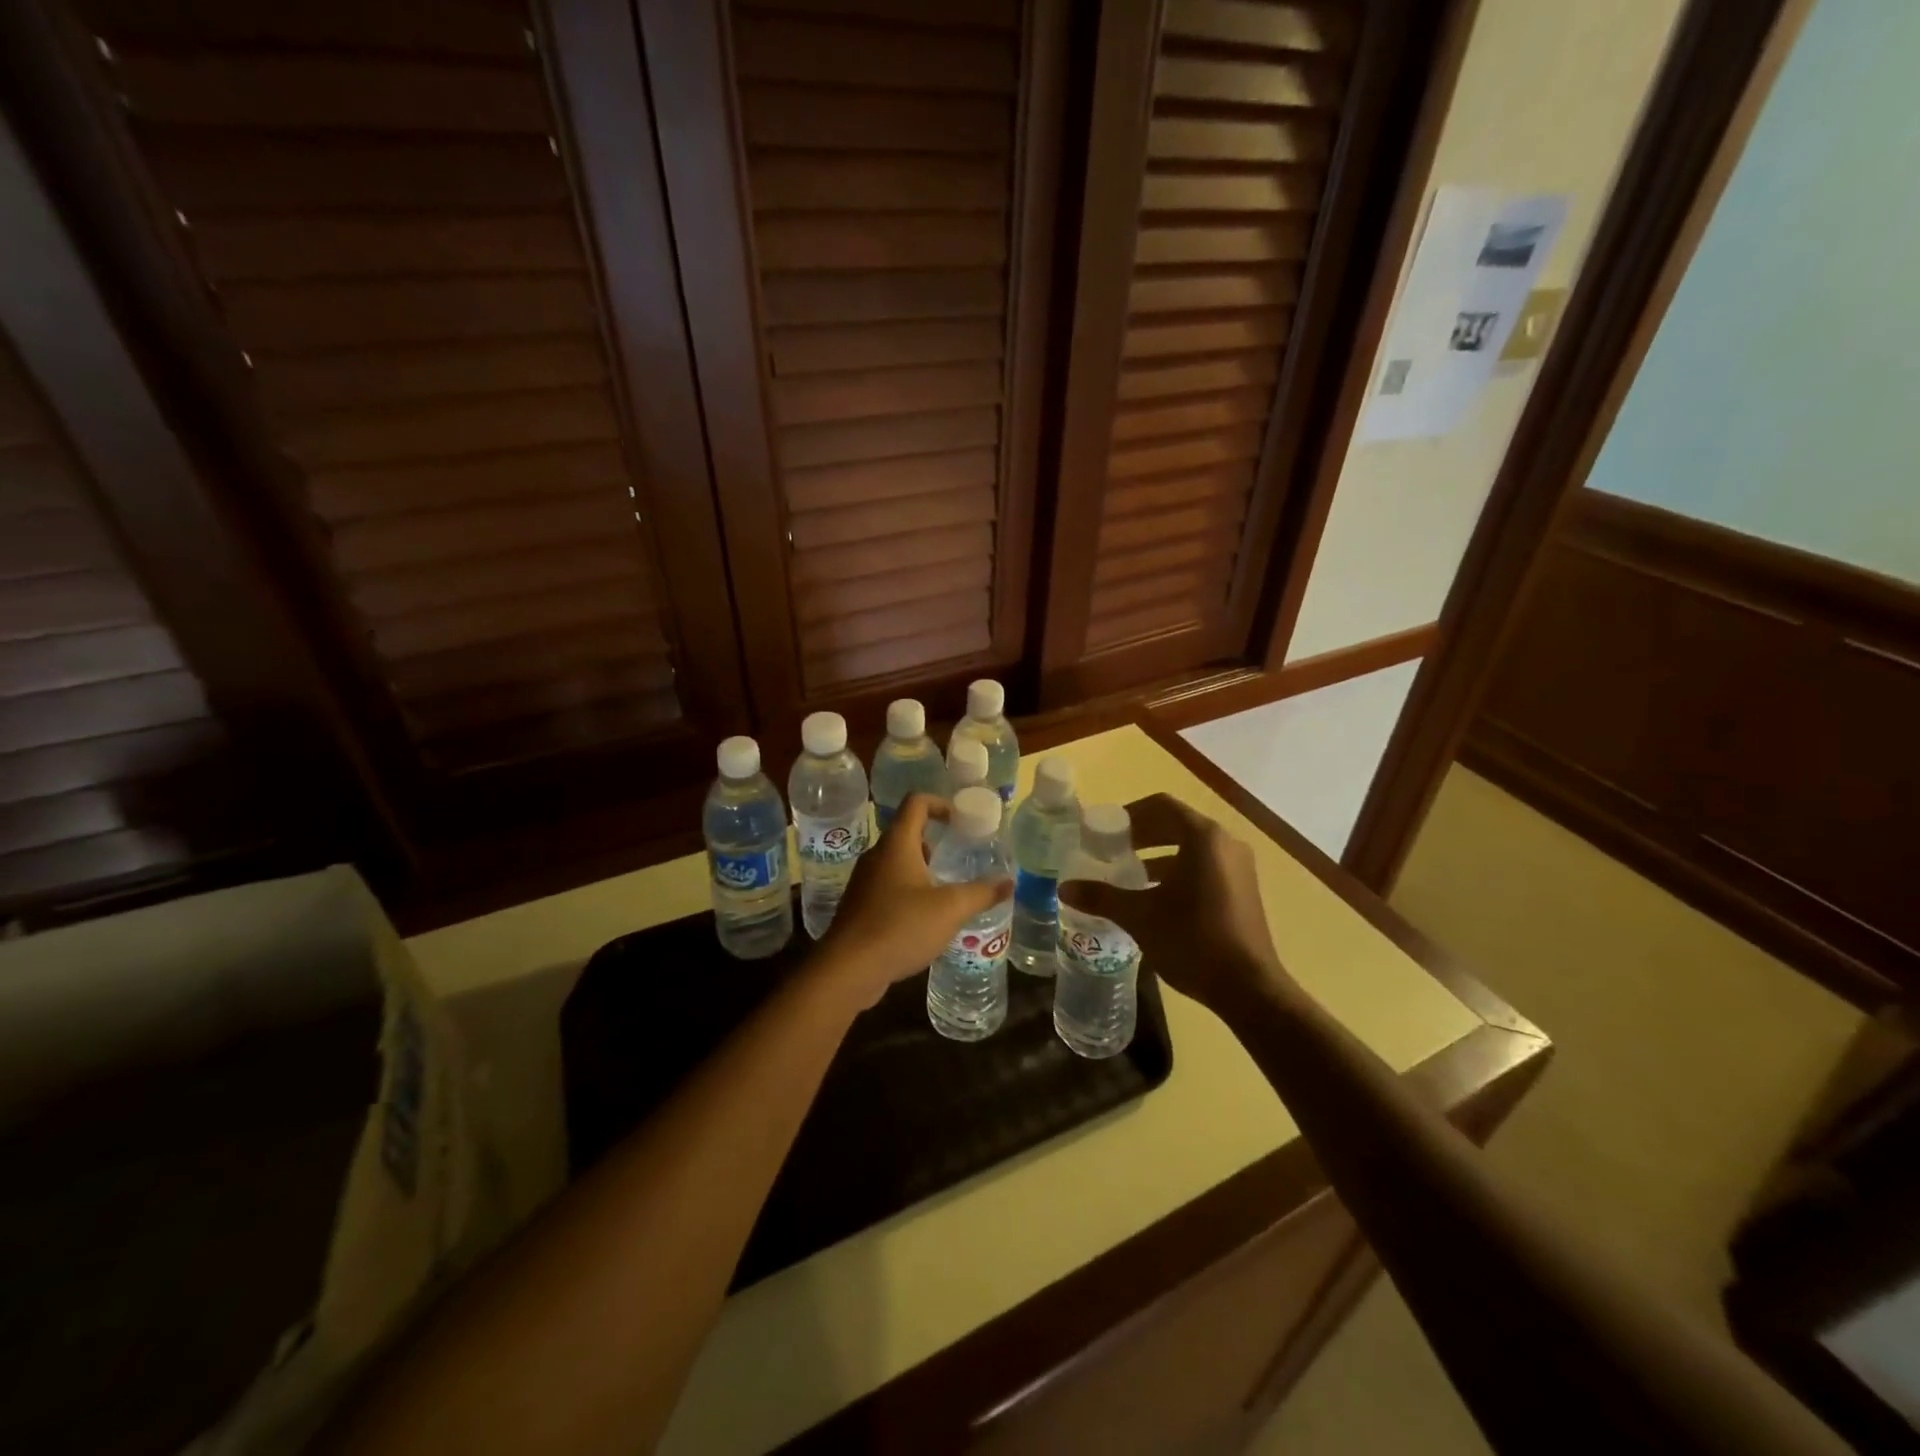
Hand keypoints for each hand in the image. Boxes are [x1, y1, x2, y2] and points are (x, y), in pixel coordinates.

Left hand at [811, 793, 1010, 1009]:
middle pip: (906, 833)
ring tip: (947, 890)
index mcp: (897, 845)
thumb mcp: (950, 909)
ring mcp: (864, 882)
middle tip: (959, 856)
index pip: (916, 803)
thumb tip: (1009, 882)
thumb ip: (981, 893)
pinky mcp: (860, 907)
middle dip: (935, 840)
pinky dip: (908, 891)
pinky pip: (888, 887)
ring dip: (922, 869)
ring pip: (897, 862)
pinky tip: (924, 918)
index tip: (961, 820)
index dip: (940, 804)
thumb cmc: (900, 927)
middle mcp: (877, 856)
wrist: (848, 969)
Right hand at [1058, 793, 1291, 1020]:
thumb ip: (1101, 896)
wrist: (1249, 988)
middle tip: (1110, 850)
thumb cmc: (1192, 940)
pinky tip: (1154, 897)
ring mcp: (1239, 867)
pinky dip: (1177, 871)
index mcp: (1203, 838)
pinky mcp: (1243, 890)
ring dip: (1158, 854)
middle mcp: (1225, 843)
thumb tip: (1063, 888)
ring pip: (1191, 847)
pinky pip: (1205, 866)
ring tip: (1127, 874)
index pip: (1161, 806)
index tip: (1105, 831)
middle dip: (1141, 834)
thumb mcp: (1140, 916)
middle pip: (1176, 823)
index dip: (1129, 814)